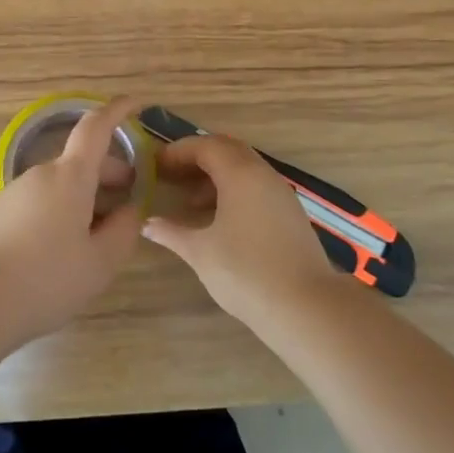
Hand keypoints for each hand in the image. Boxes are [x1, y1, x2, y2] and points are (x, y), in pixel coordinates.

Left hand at [0, 95, 145, 343]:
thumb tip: (129, 210)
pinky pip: (36, 203)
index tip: (135, 104)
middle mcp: (39, 175)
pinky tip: (56, 252)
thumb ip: (124, 230)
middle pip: (80, 163)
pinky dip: (56, 213)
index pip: (96, 128)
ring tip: (93, 239)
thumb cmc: (47, 279)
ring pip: (58, 186)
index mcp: (70, 177)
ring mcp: (13, 192)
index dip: (117, 111)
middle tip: (127, 203)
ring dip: (82, 199)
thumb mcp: (101, 263)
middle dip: (108, 174)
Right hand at [143, 133, 344, 326]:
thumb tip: (147, 223)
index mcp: (240, 174)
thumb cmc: (246, 272)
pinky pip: (256, 186)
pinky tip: (218, 219)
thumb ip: (171, 232)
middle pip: (227, 150)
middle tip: (171, 175)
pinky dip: (233, 190)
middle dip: (196, 158)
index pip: (205, 146)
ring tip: (190, 201)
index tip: (155, 165)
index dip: (178, 151)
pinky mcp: (290, 213)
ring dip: (215, 175)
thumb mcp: (200, 252)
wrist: (305, 306)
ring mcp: (280, 193)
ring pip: (244, 168)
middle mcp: (262, 174)